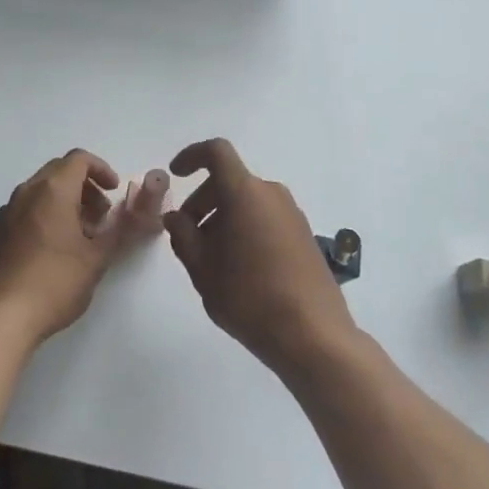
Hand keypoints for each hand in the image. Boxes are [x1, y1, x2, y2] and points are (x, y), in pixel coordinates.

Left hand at [0, 149, 126, 347]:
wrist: (1, 318)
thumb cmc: (55, 283)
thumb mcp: (97, 258)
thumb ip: (122, 230)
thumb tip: (143, 215)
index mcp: (52, 190)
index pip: (79, 159)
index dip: (102, 169)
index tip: (114, 192)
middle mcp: (27, 191)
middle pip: (59, 171)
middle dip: (86, 186)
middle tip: (102, 215)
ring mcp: (7, 211)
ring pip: (41, 190)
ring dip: (66, 200)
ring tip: (82, 235)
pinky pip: (27, 208)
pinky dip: (46, 213)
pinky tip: (55, 249)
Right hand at [162, 139, 355, 374]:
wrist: (313, 335)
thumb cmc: (249, 297)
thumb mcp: (203, 269)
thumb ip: (183, 236)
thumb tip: (176, 217)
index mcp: (245, 193)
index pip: (217, 152)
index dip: (192, 156)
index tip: (176, 176)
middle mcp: (271, 194)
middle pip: (230, 181)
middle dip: (202, 201)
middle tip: (187, 237)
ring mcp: (292, 214)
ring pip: (247, 202)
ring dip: (223, 218)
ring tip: (211, 259)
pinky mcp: (304, 236)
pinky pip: (266, 217)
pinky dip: (245, 228)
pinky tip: (238, 268)